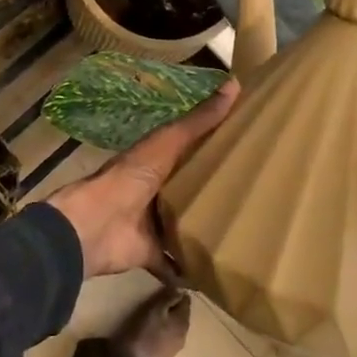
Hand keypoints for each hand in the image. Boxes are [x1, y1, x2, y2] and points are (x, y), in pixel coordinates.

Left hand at [48, 80, 239, 277]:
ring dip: (206, 229)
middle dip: (216, 191)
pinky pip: (176, 262)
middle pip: (191, 189)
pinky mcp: (152, 253)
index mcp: (158, 160)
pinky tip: (219, 272)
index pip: (191, 149)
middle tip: (260, 195)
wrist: (96, 225)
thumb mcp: (168, 142)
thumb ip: (199, 121)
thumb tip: (235, 83)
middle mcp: (156, 190)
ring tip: (247, 233)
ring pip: (185, 225)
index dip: (216, 146)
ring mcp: (152, 224)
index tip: (252, 146)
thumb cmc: (132, 177)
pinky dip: (190, 269)